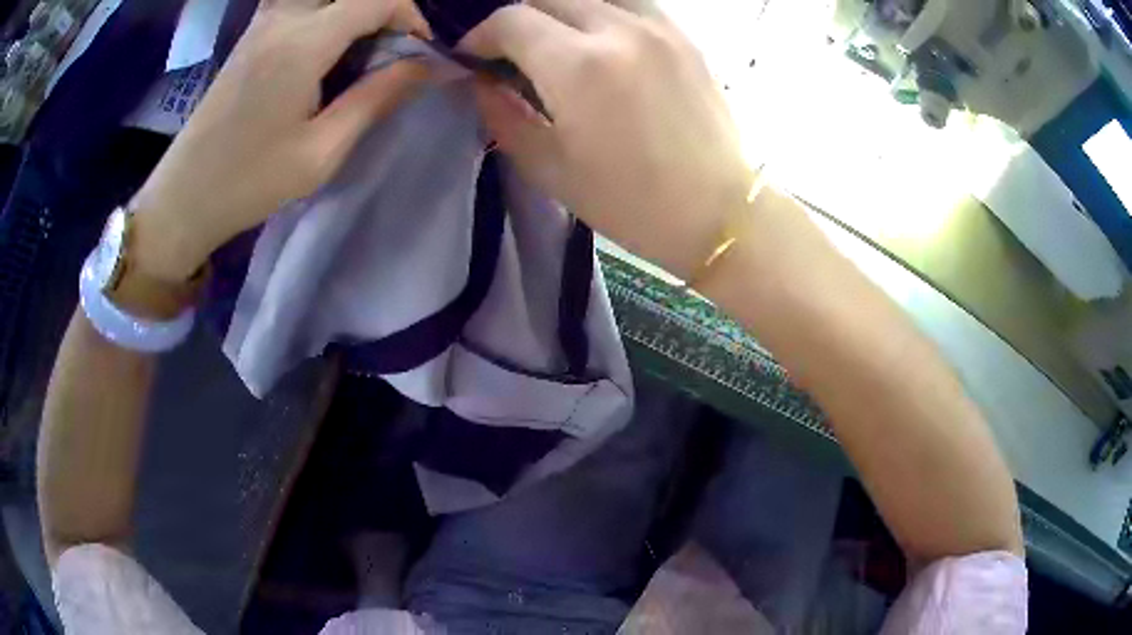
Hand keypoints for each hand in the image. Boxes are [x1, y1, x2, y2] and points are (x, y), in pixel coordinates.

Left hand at [133, 0, 431, 280]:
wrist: (183, 196)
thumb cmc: (250, 182)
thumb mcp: (321, 152)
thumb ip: (376, 98)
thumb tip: (427, 66)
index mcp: (303, 44)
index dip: (412, 17)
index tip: (420, 53)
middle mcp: (282, 18)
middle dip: (383, 10)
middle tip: (391, 48)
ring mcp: (262, 23)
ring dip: (351, 11)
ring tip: (360, 47)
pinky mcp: (251, 35)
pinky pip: (297, 3)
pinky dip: (323, 12)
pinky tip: (325, 47)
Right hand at [461, 0, 754, 278]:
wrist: (718, 211)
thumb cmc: (630, 202)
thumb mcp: (549, 169)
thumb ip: (503, 115)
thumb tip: (481, 82)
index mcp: (577, 66)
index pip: (509, 19)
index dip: (480, 35)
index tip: (474, 57)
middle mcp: (617, 29)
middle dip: (516, 18)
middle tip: (510, 50)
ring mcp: (657, 26)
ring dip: (559, 10)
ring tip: (554, 41)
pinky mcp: (683, 35)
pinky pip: (629, 3)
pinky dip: (601, 10)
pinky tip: (599, 38)